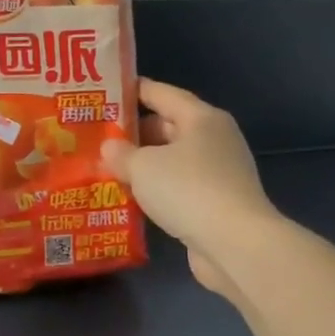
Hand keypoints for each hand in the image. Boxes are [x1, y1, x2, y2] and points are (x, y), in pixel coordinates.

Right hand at [102, 78, 276, 298]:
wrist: (235, 245)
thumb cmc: (188, 189)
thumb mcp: (142, 166)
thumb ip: (120, 153)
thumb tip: (109, 147)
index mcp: (202, 118)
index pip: (162, 93)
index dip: (133, 91)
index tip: (106, 92)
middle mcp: (214, 139)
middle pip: (167, 126)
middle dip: (134, 133)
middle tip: (99, 137)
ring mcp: (219, 172)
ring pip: (172, 160)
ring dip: (144, 165)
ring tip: (108, 168)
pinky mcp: (217, 203)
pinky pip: (179, 186)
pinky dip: (157, 189)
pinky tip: (131, 198)